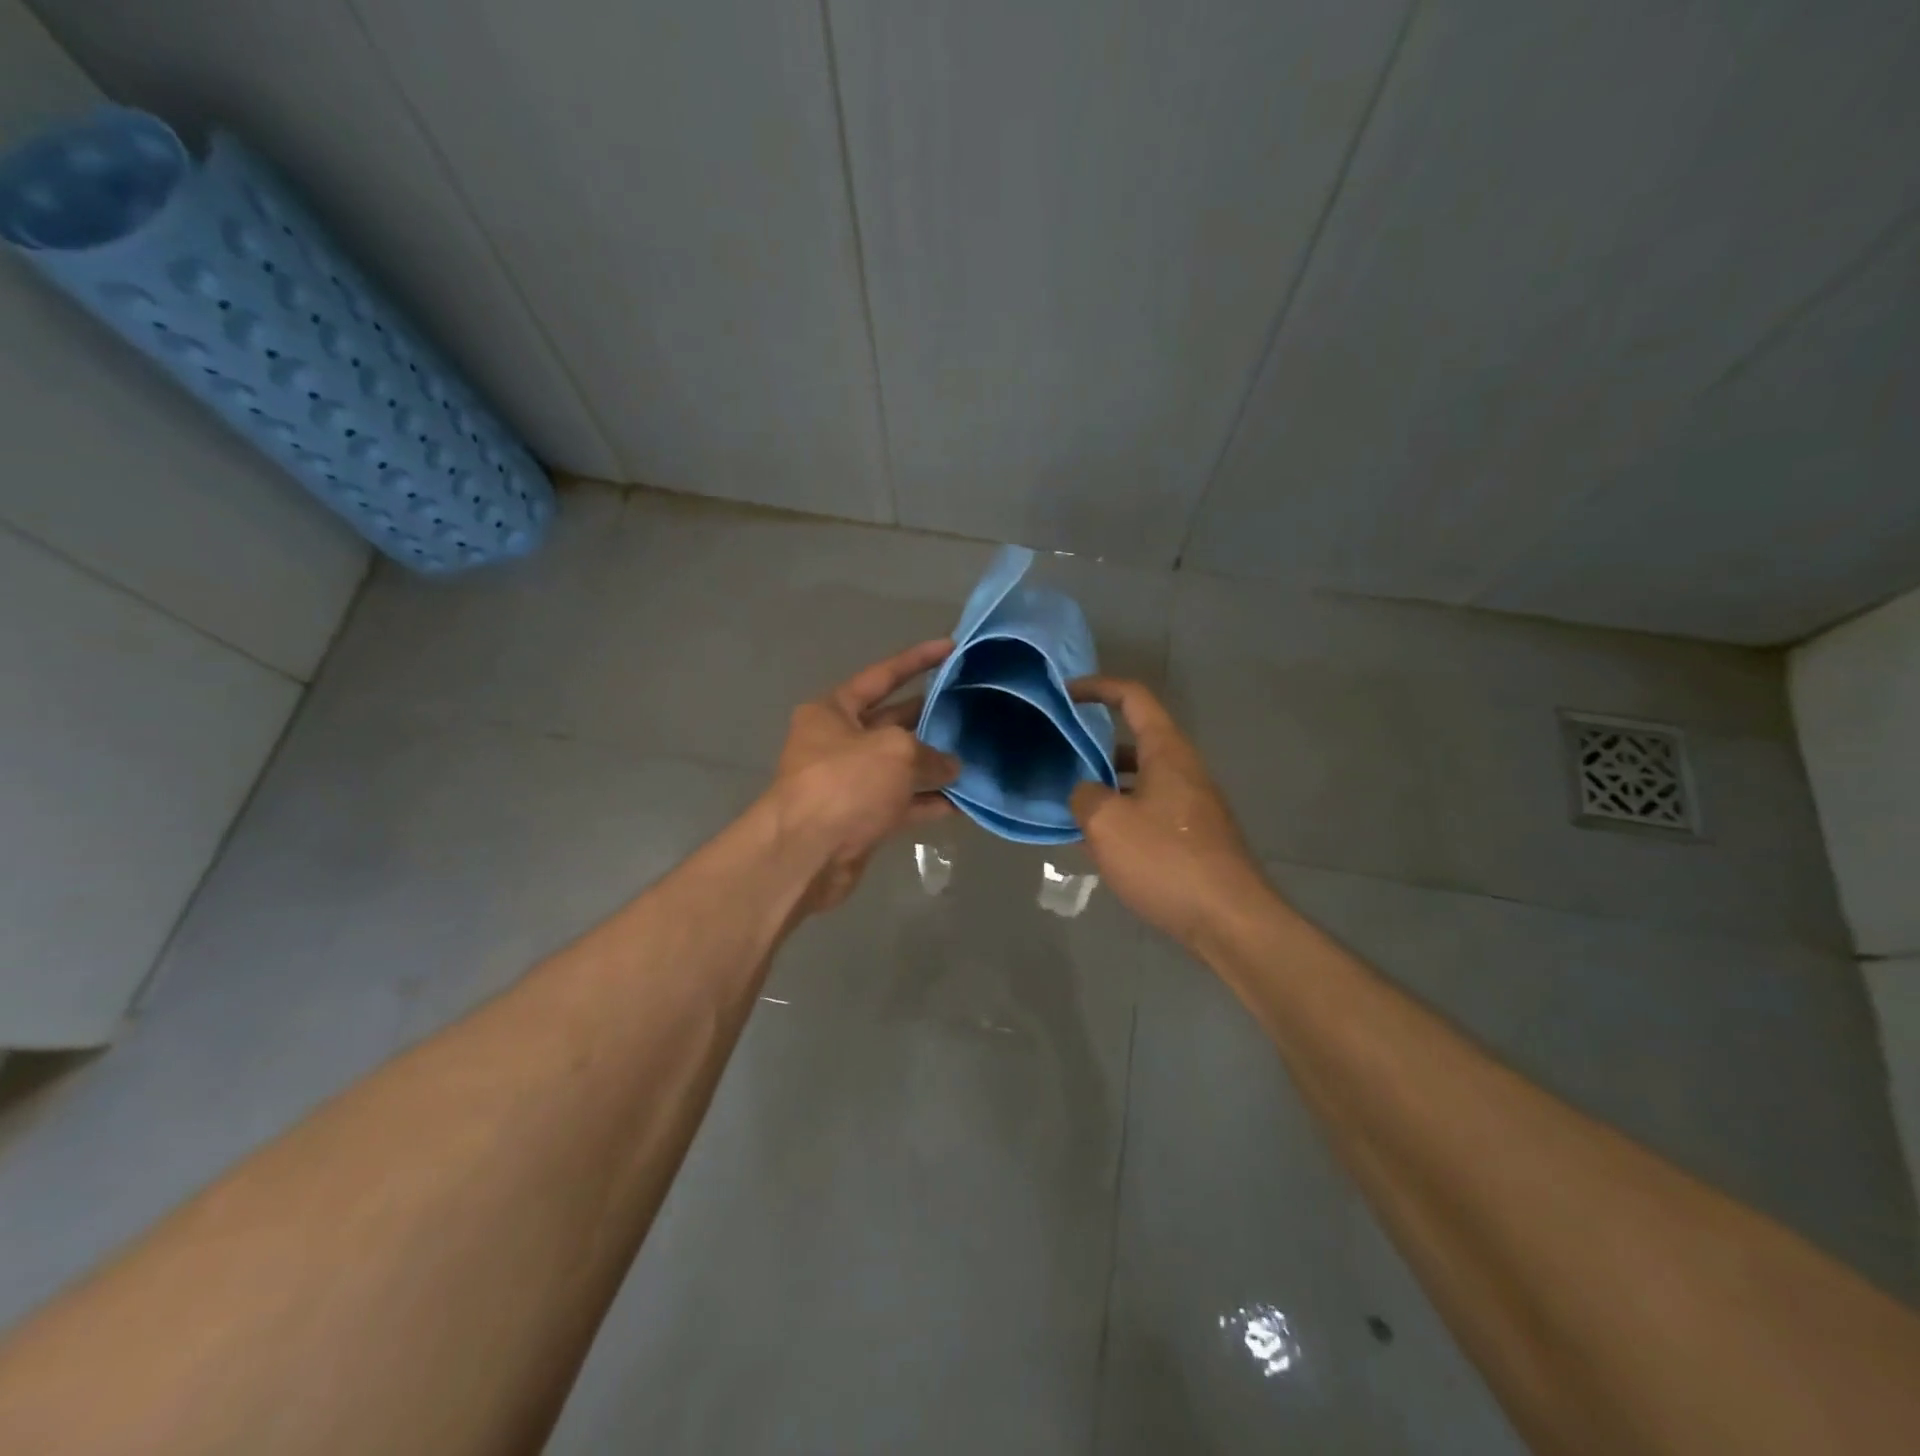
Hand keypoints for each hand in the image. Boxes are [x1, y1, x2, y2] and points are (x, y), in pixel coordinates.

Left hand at [768, 639, 960, 914]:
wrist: (807, 853)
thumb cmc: (845, 783)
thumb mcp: (895, 752)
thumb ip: (930, 753)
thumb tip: (951, 768)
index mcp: (833, 711)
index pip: (881, 675)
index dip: (917, 660)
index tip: (950, 647)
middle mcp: (838, 742)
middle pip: (892, 721)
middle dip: (930, 715)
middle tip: (972, 707)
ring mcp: (849, 782)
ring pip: (900, 765)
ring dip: (934, 763)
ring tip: (975, 754)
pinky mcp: (861, 818)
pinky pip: (902, 803)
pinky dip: (929, 801)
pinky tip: (963, 801)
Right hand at [1068, 677, 1268, 945]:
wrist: (1229, 921)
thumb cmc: (1165, 861)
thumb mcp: (1106, 823)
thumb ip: (1084, 795)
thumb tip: (1084, 792)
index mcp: (1167, 752)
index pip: (1133, 698)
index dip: (1097, 687)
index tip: (1064, 695)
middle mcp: (1184, 769)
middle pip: (1136, 738)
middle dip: (1094, 743)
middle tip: (1058, 756)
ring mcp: (1192, 804)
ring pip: (1141, 777)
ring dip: (1106, 782)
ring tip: (1070, 801)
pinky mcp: (1194, 836)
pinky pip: (1150, 808)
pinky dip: (1122, 812)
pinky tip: (1100, 841)